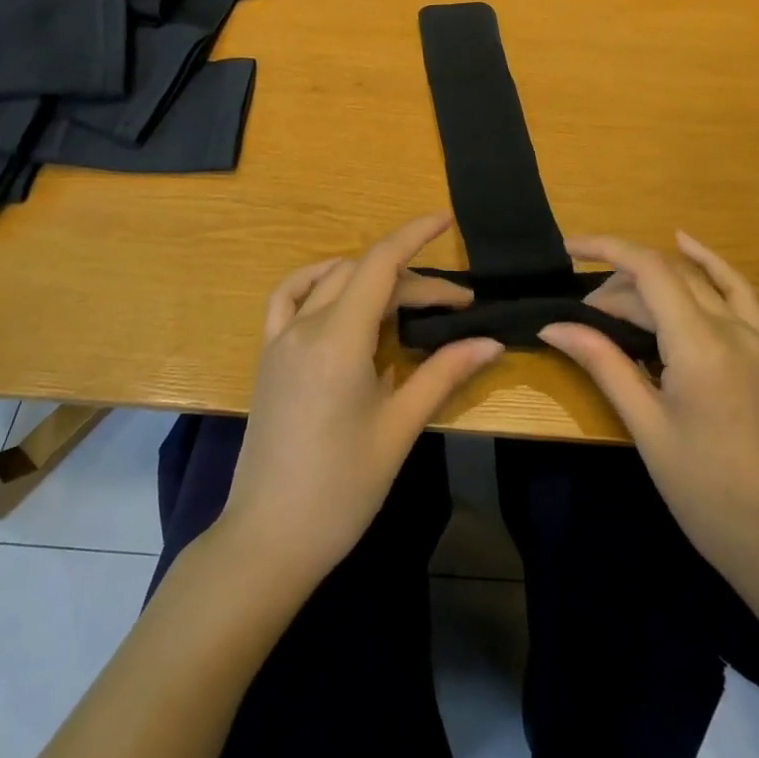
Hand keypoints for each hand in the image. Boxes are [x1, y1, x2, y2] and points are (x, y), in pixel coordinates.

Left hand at [219, 213, 503, 589]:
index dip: (414, 235)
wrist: (269, 537)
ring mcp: (280, 339)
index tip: (446, 220)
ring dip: (371, 278)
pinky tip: (337, 290)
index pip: (380, 264)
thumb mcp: (399, 429)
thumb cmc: (342, 488)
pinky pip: (288, 298)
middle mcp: (305, 326)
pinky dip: (317, 281)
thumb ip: (443, 374)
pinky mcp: (269, 356)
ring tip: (407, 301)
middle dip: (412, 280)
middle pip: (363, 275)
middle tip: (456, 306)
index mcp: (338, 339)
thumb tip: (490, 341)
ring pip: (330, 281)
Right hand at [542, 232, 758, 586]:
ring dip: (654, 279)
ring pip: (697, 280)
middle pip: (668, 278)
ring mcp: (757, 336)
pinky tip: (687, 245)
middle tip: (584, 320)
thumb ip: (603, 363)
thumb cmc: (703, 489)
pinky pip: (737, 291)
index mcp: (701, 345)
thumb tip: (553, 326)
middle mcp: (733, 328)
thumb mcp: (645, 425)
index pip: (649, 270)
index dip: (606, 249)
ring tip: (616, 299)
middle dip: (619, 286)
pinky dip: (709, 264)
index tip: (568, 248)